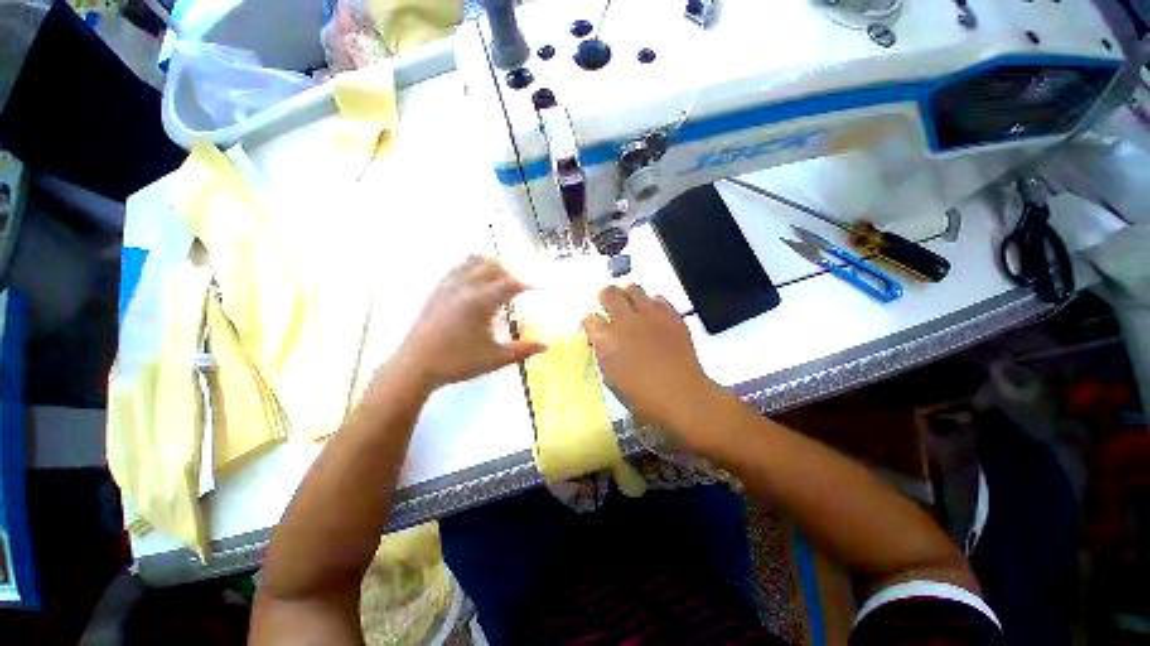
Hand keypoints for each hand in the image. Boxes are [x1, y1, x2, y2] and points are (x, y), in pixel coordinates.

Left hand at [395, 257, 544, 389]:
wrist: (415, 366)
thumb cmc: (458, 362)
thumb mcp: (495, 358)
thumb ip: (523, 350)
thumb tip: (546, 346)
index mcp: (480, 302)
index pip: (510, 284)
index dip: (526, 285)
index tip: (537, 290)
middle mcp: (465, 287)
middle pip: (493, 267)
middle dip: (509, 275)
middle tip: (518, 290)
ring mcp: (448, 286)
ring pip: (473, 262)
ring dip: (490, 268)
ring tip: (499, 283)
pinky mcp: (437, 290)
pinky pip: (457, 268)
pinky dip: (472, 269)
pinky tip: (476, 284)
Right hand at [583, 285, 724, 447]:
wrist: (681, 395)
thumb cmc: (641, 396)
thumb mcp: (611, 378)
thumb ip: (604, 353)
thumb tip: (602, 341)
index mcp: (606, 339)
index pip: (589, 318)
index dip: (589, 321)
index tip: (593, 326)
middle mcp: (625, 321)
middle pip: (608, 293)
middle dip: (605, 296)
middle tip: (607, 303)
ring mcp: (649, 315)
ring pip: (633, 288)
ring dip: (628, 294)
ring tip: (630, 304)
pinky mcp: (671, 315)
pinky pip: (658, 298)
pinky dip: (652, 303)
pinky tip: (653, 314)